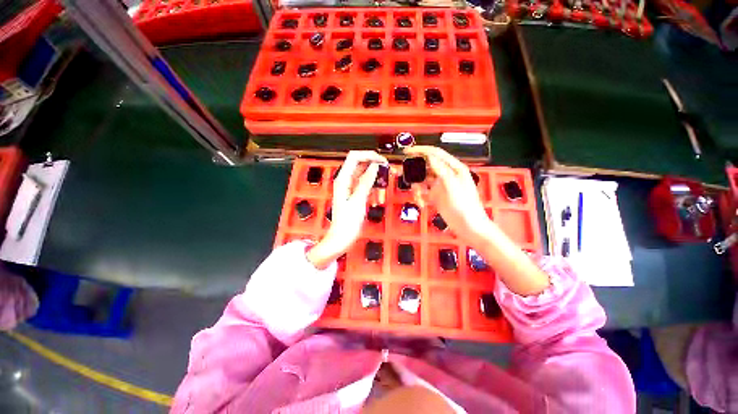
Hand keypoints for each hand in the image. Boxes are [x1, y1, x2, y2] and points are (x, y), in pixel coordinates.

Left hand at [307, 151, 387, 268]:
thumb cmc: (347, 222)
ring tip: (382, 189)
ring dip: (375, 179)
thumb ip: (367, 181)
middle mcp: (344, 180)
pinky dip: (372, 187)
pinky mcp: (353, 193)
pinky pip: (364, 184)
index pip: (355, 157)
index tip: (382, 161)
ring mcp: (349, 187)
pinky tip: (377, 197)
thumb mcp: (359, 200)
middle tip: (387, 171)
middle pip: (360, 164)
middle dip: (374, 165)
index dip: (369, 155)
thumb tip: (375, 166)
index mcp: (342, 179)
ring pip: (364, 175)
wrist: (341, 237)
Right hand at [405, 146, 549, 295]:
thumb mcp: (452, 186)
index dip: (420, 150)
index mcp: (454, 169)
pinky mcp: (435, 196)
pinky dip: (419, 196)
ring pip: (422, 180)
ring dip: (416, 187)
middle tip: (404, 175)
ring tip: (418, 196)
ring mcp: (440, 186)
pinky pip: (422, 192)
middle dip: (415, 171)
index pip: (435, 154)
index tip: (407, 151)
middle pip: (426, 166)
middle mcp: (446, 175)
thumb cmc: (465, 207)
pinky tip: (421, 203)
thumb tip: (430, 157)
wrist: (468, 227)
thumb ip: (441, 170)